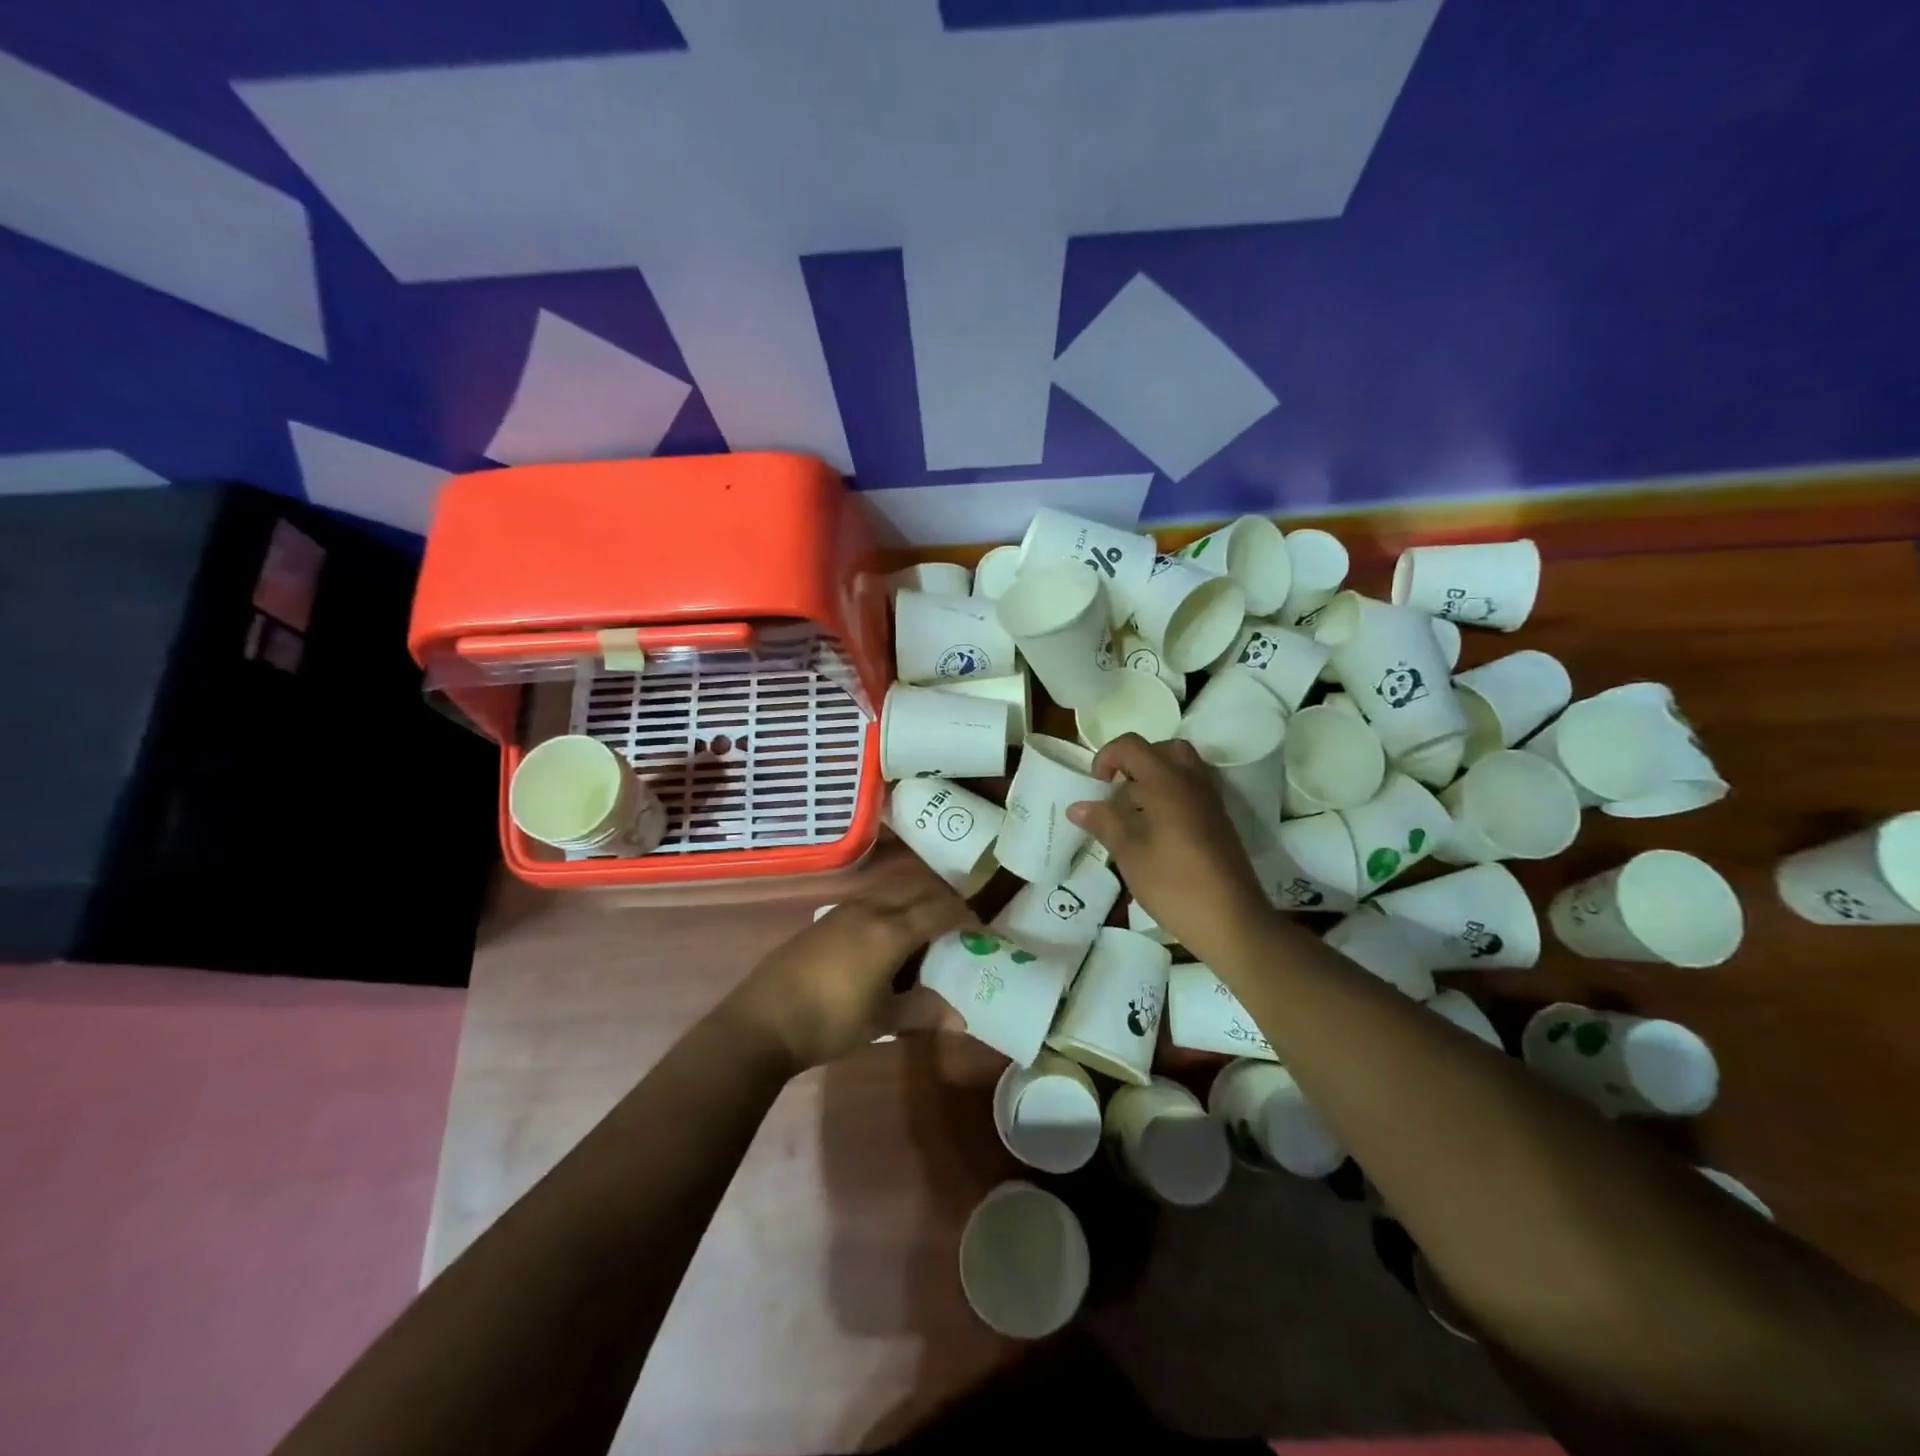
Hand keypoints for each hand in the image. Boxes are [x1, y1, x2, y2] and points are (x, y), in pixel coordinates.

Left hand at [719, 862, 977, 1074]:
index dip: (963, 916)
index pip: (938, 911)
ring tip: (927, 921)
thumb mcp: (881, 1020)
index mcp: (890, 932)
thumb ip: (923, 1011)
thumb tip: (962, 1018)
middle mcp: (870, 909)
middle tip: (959, 920)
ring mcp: (844, 909)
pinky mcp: (826, 916)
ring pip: (891, 888)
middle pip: (916, 889)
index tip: (980, 927)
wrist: (763, 1021)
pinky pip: (870, 897)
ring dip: (914, 896)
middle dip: (942, 899)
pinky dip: (891, 903)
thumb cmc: (829, 1022)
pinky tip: (888, 930)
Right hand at [1066, 734, 1273, 962]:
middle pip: (1161, 749)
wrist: (1232, 920)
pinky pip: (1190, 790)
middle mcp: (1192, 781)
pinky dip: (1169, 796)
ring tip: (1133, 814)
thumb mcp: (1129, 853)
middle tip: (1118, 792)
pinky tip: (1155, 832)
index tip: (1096, 787)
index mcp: (1167, 782)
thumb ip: (1104, 822)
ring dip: (1152, 780)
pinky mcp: (1218, 821)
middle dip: (1134, 763)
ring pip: (1179, 769)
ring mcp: (1209, 801)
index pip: (1131, 746)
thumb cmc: (1174, 883)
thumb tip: (1078, 806)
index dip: (1106, 757)